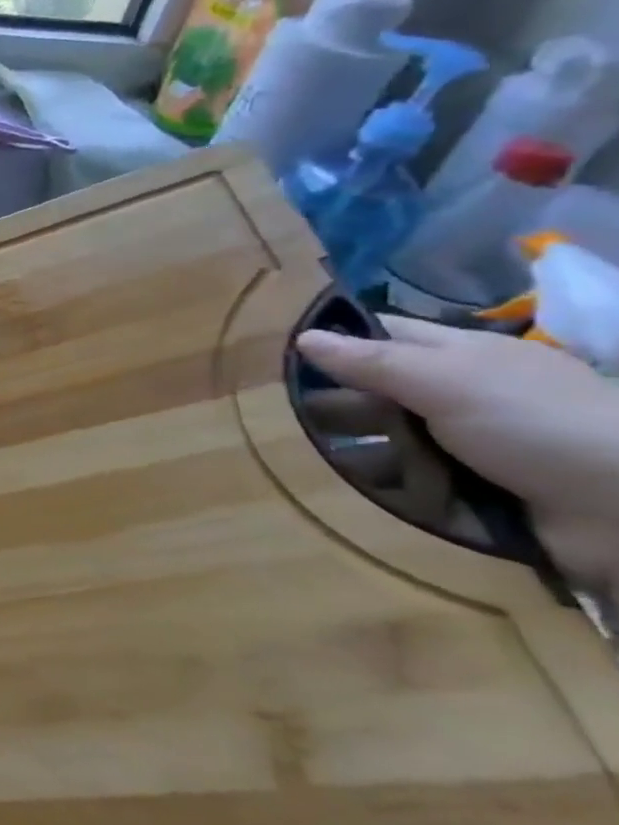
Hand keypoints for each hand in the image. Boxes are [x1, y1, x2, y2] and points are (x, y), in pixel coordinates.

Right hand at [296, 318, 618, 589]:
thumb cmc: (534, 424)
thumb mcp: (445, 381)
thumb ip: (371, 361)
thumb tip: (304, 337)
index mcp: (464, 357)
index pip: (388, 335)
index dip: (342, 340)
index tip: (290, 356)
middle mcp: (465, 395)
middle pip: (382, 390)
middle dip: (341, 402)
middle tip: (297, 417)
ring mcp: (472, 444)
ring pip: (394, 437)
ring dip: (359, 448)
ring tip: (321, 459)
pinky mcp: (477, 489)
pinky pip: (415, 480)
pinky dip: (388, 485)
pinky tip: (359, 489)